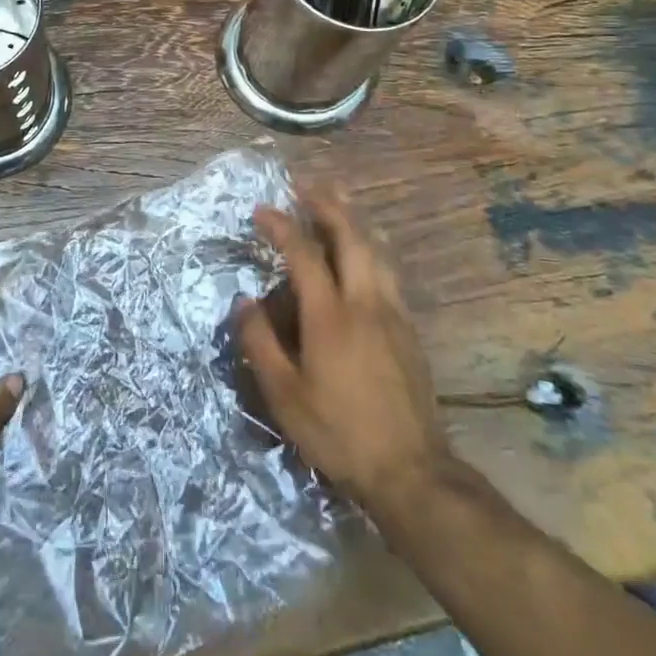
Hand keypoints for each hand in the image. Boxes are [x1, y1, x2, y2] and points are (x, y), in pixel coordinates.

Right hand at [237, 188, 454, 520]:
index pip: (304, 254)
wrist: (411, 471)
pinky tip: (368, 249)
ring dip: (355, 219)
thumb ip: (260, 342)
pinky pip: (389, 270)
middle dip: (328, 205)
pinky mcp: (409, 329)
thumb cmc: (338, 432)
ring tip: (340, 199)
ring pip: (377, 250)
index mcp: (330, 316)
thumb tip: (245, 301)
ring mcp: (393, 314)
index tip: (260, 210)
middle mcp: (365, 302)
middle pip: (350, 237)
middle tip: (307, 185)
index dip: (281, 226)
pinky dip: (373, 245)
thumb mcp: (284, 395)